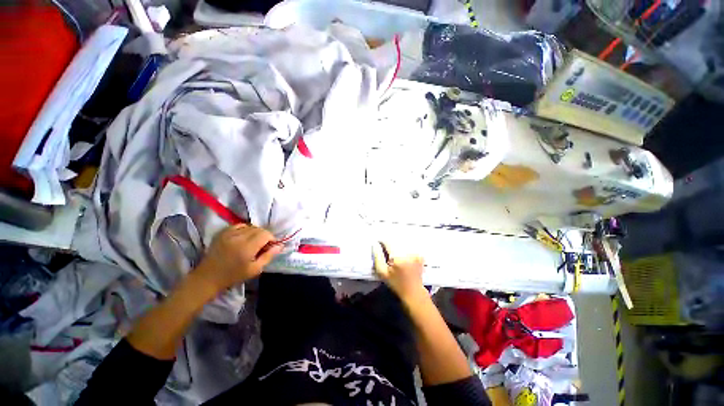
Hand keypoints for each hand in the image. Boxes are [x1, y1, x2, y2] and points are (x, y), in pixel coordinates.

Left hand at [195, 224, 282, 292]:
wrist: (208, 277)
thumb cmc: (233, 275)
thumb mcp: (255, 269)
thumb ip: (269, 256)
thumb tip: (280, 245)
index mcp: (247, 247)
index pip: (265, 234)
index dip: (271, 239)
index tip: (270, 246)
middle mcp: (238, 237)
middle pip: (259, 229)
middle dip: (264, 236)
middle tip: (263, 246)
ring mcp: (229, 234)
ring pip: (250, 226)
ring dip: (255, 232)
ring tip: (253, 242)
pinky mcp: (222, 233)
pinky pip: (239, 225)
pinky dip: (245, 229)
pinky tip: (244, 237)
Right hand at [372, 241, 425, 301]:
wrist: (413, 292)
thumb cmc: (396, 283)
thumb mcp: (382, 272)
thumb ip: (377, 257)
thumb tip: (375, 244)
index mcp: (397, 257)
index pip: (388, 242)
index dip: (382, 242)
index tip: (380, 245)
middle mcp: (408, 253)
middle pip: (396, 241)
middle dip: (390, 245)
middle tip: (388, 253)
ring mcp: (415, 253)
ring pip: (403, 243)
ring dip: (398, 247)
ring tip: (396, 257)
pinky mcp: (420, 255)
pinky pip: (410, 247)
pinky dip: (406, 250)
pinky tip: (404, 258)